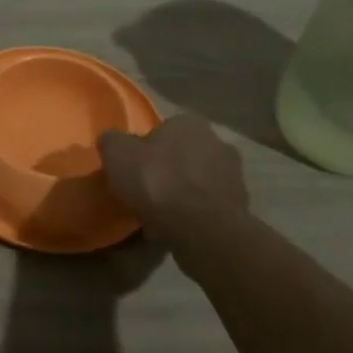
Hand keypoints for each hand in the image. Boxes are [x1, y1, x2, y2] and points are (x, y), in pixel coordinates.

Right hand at [98, 115, 250, 233]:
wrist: (202, 229)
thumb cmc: (158, 182)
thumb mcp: (117, 155)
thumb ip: (112, 141)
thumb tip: (112, 140)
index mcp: (189, 123)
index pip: (163, 130)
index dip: (146, 149)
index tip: (133, 169)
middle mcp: (218, 142)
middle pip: (183, 155)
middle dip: (168, 169)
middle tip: (146, 190)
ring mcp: (234, 175)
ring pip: (198, 181)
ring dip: (183, 192)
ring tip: (160, 214)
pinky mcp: (240, 206)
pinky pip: (208, 206)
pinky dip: (194, 214)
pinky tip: (177, 228)